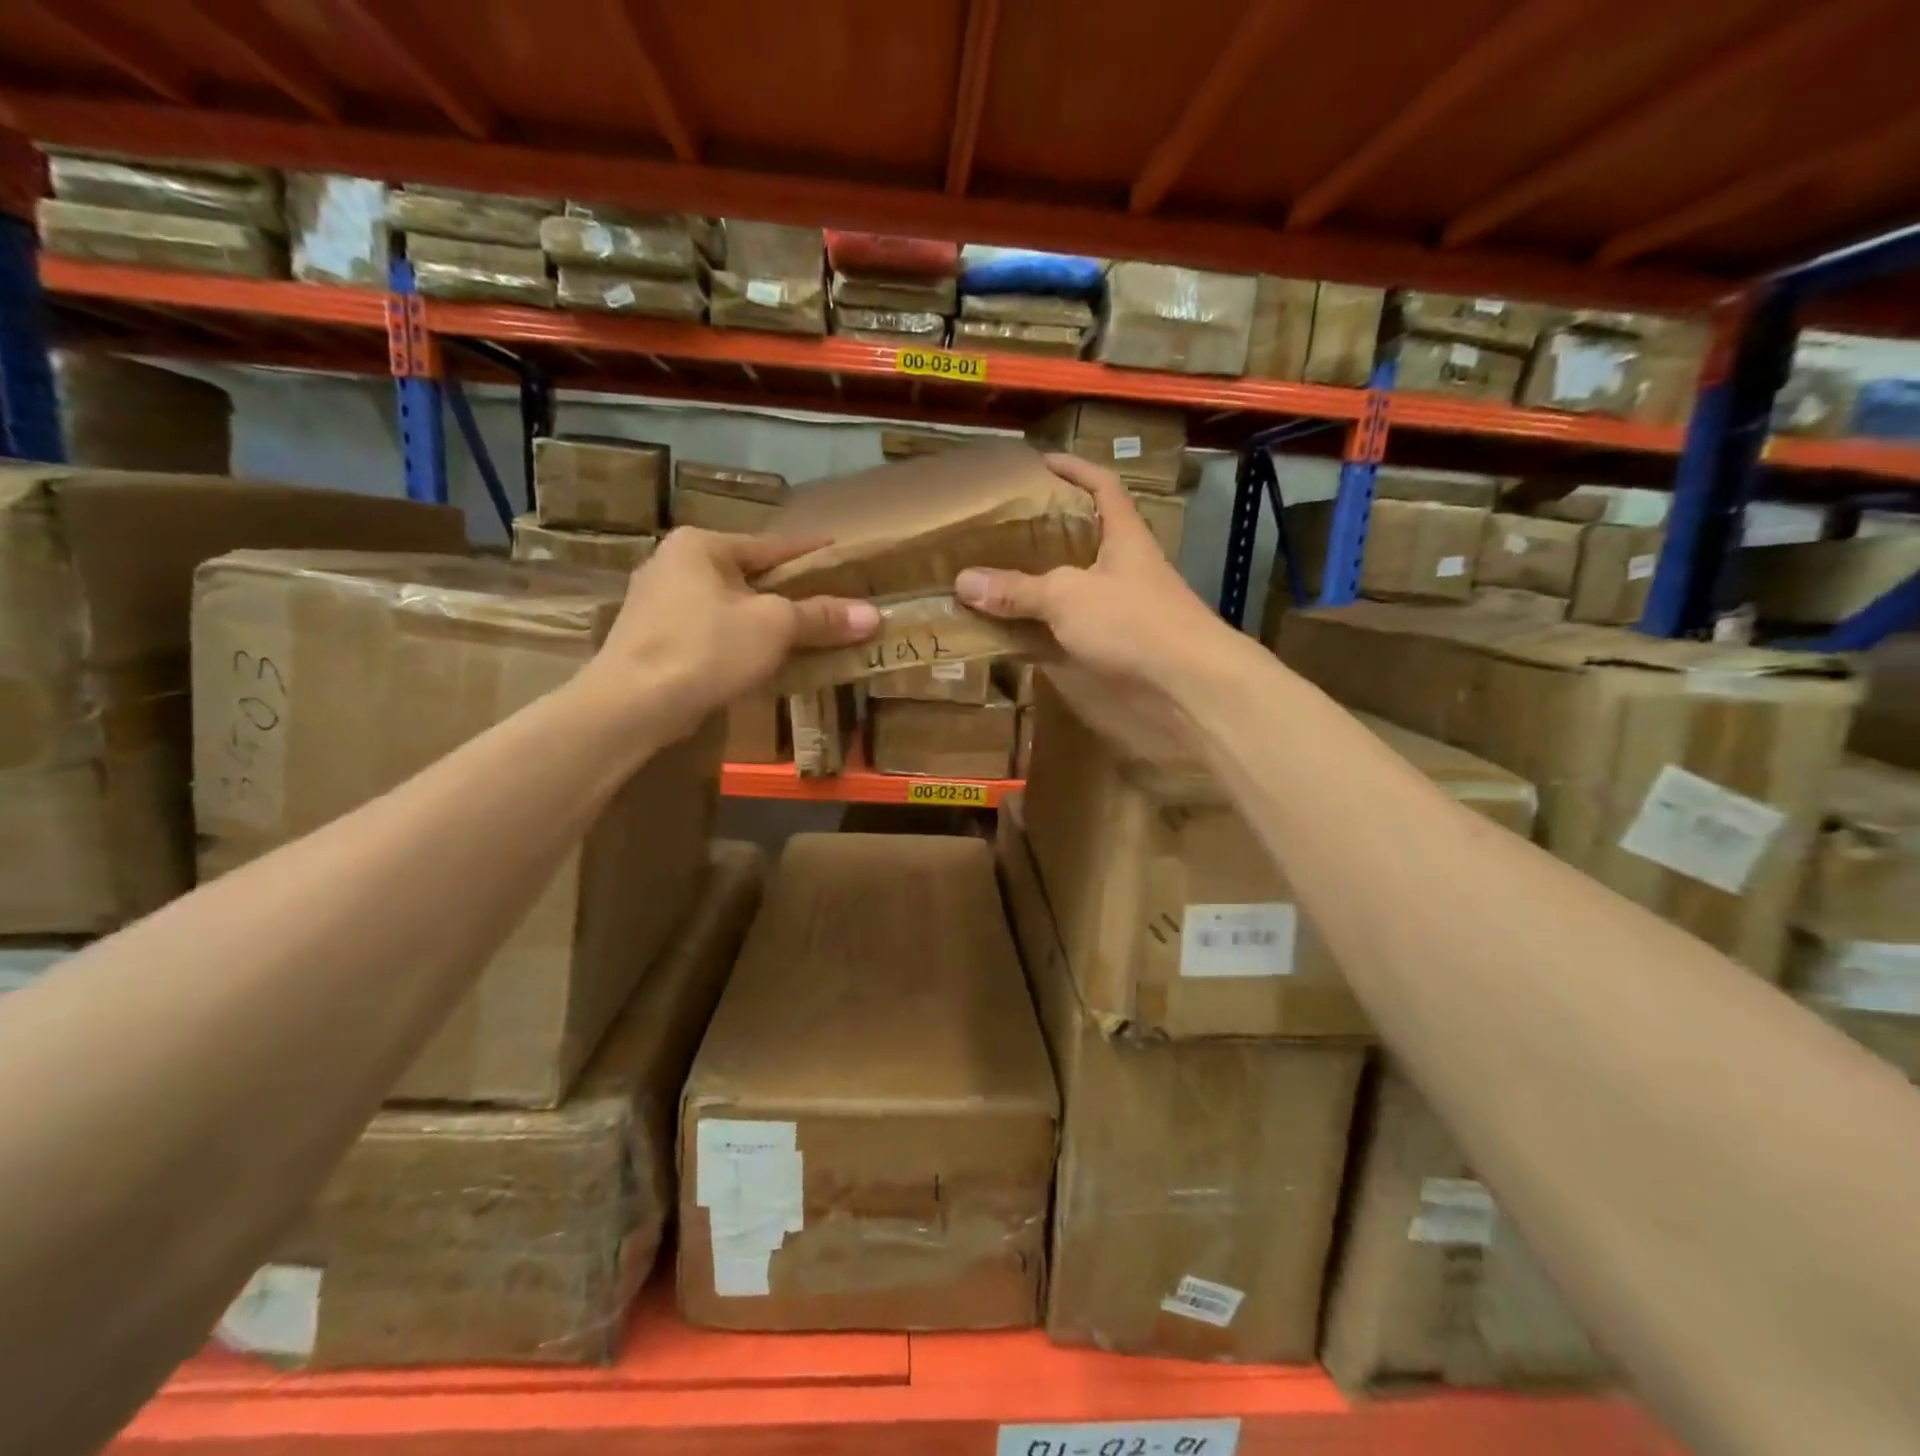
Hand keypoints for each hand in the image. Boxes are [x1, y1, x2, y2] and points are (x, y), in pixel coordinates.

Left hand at [586, 528, 878, 736]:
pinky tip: (760, 659)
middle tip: (828, 601)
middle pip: (749, 576)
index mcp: (700, 546)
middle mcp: (673, 564)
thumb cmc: (706, 648)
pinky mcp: (652, 641)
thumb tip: (873, 614)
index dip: (810, 551)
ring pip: (728, 607)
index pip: (771, 544)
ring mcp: (656, 604)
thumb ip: (821, 617)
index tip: (838, 551)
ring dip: (763, 620)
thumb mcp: (774, 627)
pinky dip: (738, 641)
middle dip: (788, 592)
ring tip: (801, 633)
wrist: (632, 705)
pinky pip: (710, 632)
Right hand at [954, 453, 1227, 688]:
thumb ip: (1018, 589)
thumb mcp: (1068, 596)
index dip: (1074, 469)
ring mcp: (1123, 608)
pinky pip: (1072, 628)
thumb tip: (963, 581)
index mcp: (1123, 536)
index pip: (1102, 486)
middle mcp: (1124, 567)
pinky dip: (1045, 629)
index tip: (1039, 463)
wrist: (1187, 685)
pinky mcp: (1117, 646)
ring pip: (1075, 586)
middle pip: (1083, 538)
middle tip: (1002, 529)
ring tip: (997, 577)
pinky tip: (1015, 632)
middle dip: (1046, 531)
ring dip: (1040, 584)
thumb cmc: (1134, 622)